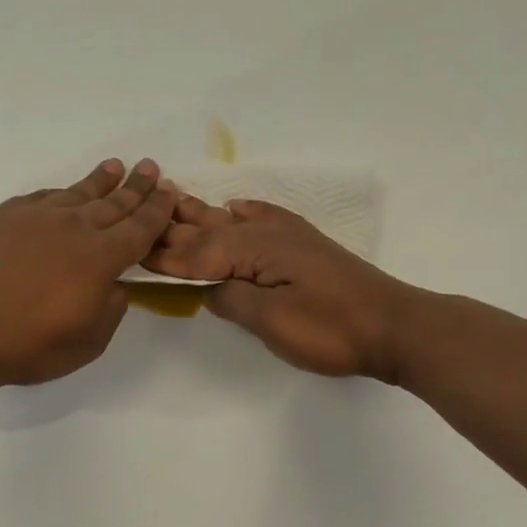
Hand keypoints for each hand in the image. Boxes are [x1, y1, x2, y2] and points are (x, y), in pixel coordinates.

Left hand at [0, 159, 179, 387]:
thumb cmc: (29, 345)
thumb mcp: (89, 341)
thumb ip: (111, 308)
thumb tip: (113, 284)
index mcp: (100, 258)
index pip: (139, 227)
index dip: (158, 209)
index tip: (170, 192)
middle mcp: (73, 228)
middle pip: (113, 203)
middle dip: (136, 186)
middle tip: (150, 167)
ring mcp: (35, 217)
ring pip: (76, 194)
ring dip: (100, 181)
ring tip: (115, 167)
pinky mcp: (3, 216)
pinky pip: (41, 198)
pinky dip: (60, 194)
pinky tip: (64, 194)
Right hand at [144, 197, 419, 380]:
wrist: (395, 325)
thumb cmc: (332, 329)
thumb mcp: (275, 322)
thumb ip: (234, 300)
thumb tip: (209, 288)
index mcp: (255, 250)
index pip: (197, 254)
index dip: (164, 256)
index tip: (131, 251)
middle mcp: (267, 234)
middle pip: (209, 230)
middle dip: (172, 227)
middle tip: (137, 216)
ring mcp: (288, 237)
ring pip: (232, 220)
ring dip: (200, 213)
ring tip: (171, 197)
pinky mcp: (305, 245)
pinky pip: (266, 217)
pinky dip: (245, 211)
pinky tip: (235, 205)